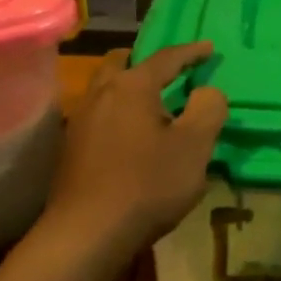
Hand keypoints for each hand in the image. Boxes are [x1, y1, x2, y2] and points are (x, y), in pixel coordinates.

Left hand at [44, 42, 227, 256]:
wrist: (87, 232)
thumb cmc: (148, 184)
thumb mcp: (194, 147)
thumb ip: (208, 109)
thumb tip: (207, 91)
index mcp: (133, 86)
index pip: (166, 58)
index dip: (191, 52)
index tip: (208, 49)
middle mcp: (101, 94)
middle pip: (123, 64)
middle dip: (147, 63)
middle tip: (169, 73)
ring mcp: (81, 121)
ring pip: (106, 89)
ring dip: (129, 89)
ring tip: (153, 107)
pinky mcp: (71, 148)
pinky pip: (99, 115)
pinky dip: (118, 114)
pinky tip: (131, 137)